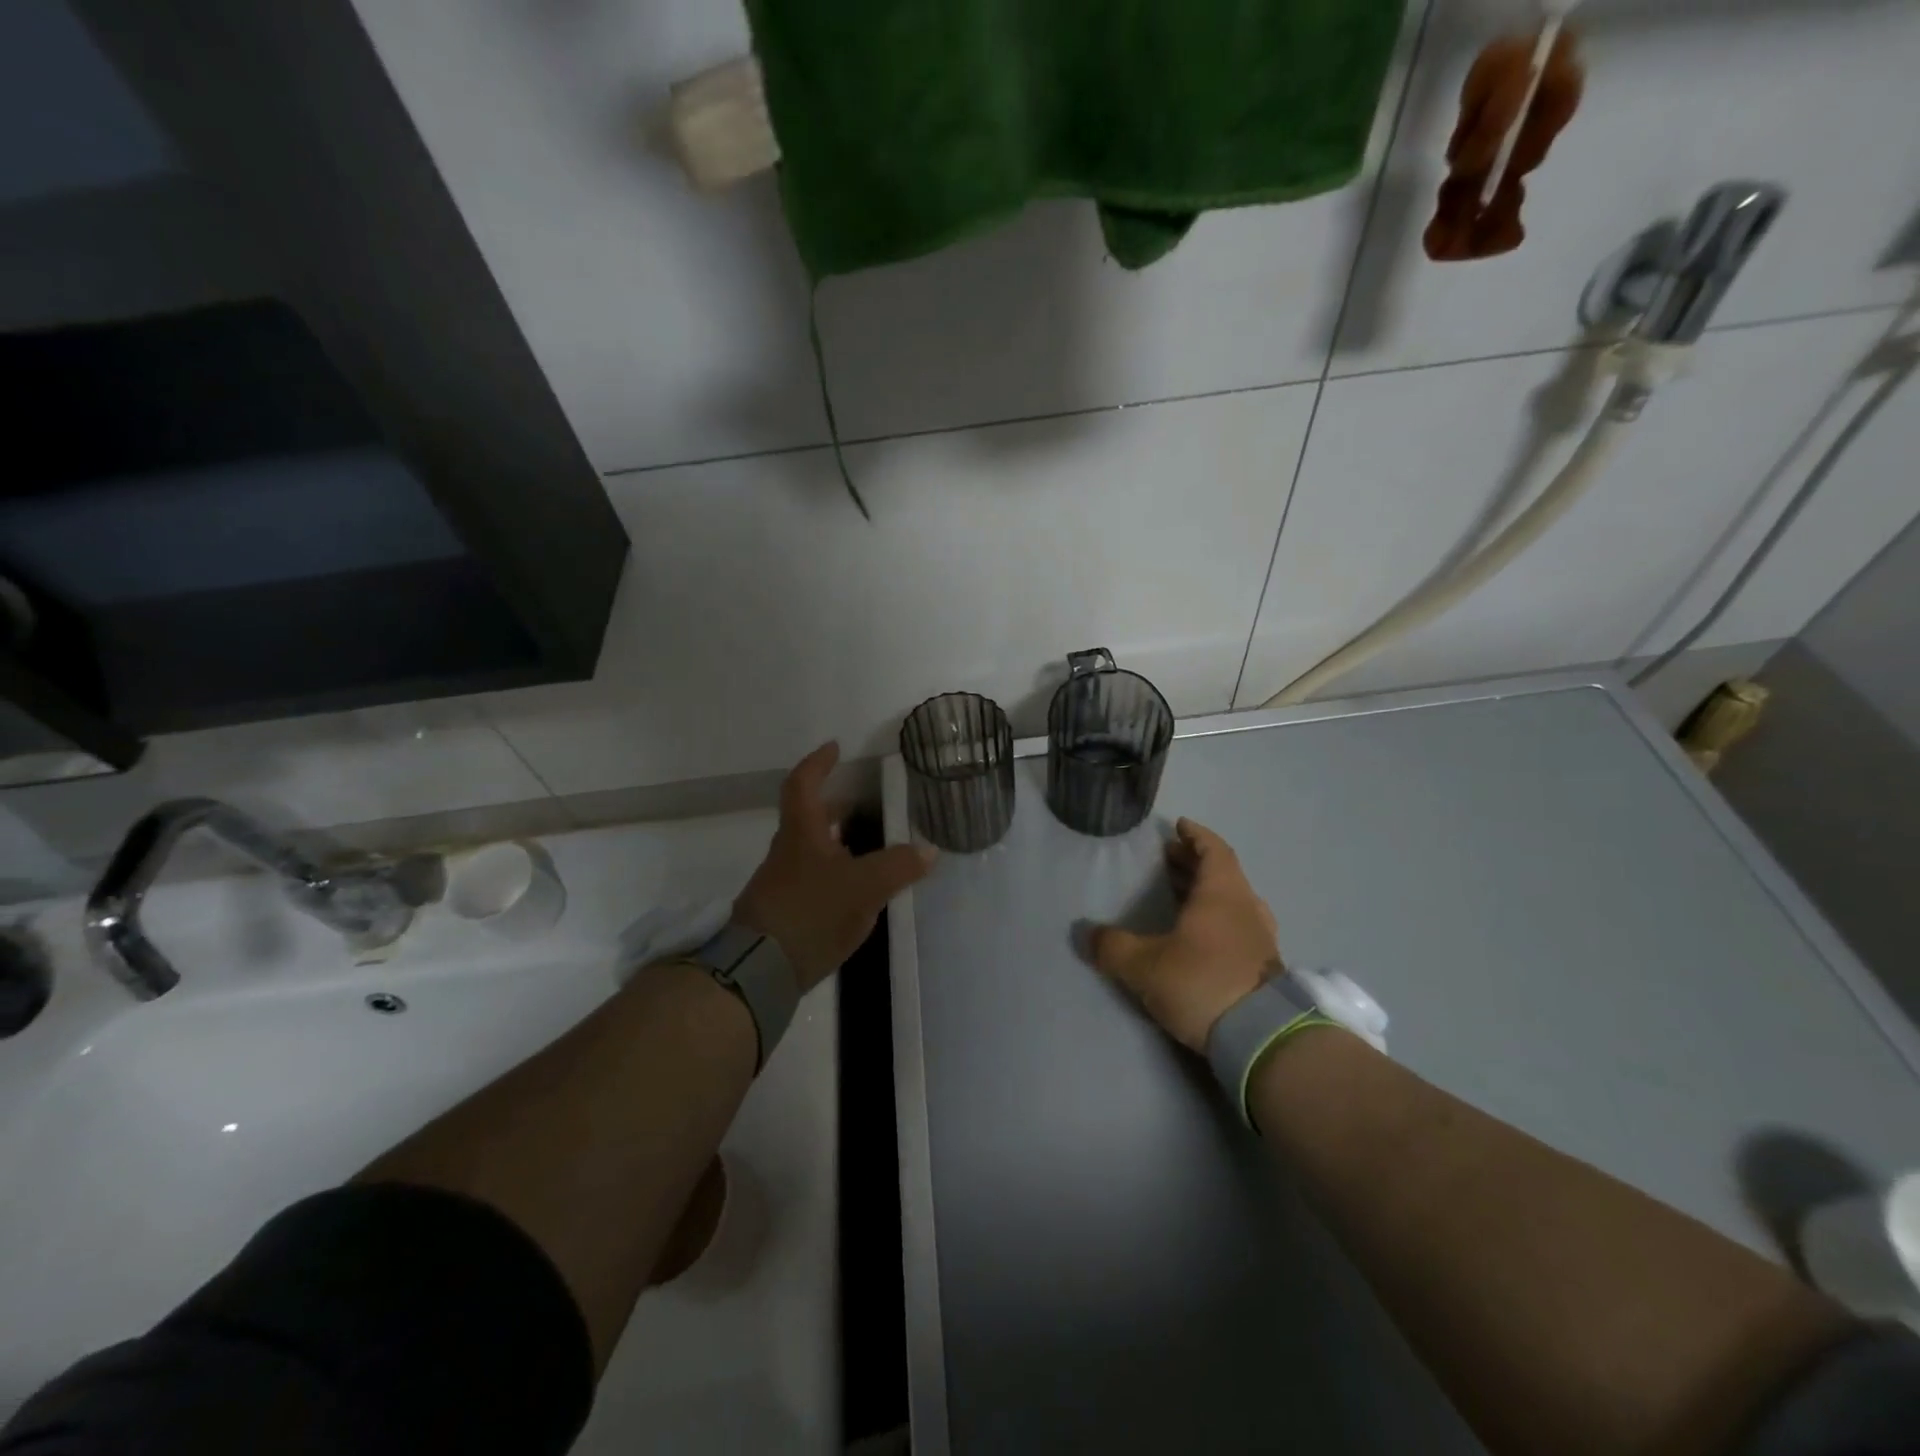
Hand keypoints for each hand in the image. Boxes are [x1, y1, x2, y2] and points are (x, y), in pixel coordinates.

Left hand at [734, 743, 935, 990]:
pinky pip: (814, 881)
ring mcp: (783, 884)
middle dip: (834, 806)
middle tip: (860, 802)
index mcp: (801, 833)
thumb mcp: (863, 887)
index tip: (834, 747)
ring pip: (811, 851)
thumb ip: (898, 867)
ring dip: (836, 843)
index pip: (803, 785)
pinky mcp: (785, 914)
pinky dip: (835, 875)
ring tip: (868, 847)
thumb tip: (928, 850)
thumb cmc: (810, 912)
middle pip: (808, 818)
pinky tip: (857, 891)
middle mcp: (788, 853)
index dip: (818, 763)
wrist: (759, 971)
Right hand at [1088, 819, 1281, 1051]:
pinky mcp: (1264, 967)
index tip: (1179, 826)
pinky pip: (1238, 926)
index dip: (1195, 836)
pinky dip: (1217, 918)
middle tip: (1168, 859)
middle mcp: (1245, 908)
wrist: (1263, 1038)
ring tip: (1179, 893)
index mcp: (1222, 894)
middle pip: (1222, 873)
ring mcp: (1260, 938)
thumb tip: (1085, 934)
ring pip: (1232, 901)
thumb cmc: (1203, 983)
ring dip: (1206, 891)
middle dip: (1194, 862)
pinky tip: (1199, 935)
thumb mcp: (1146, 966)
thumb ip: (1113, 947)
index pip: (1213, 850)